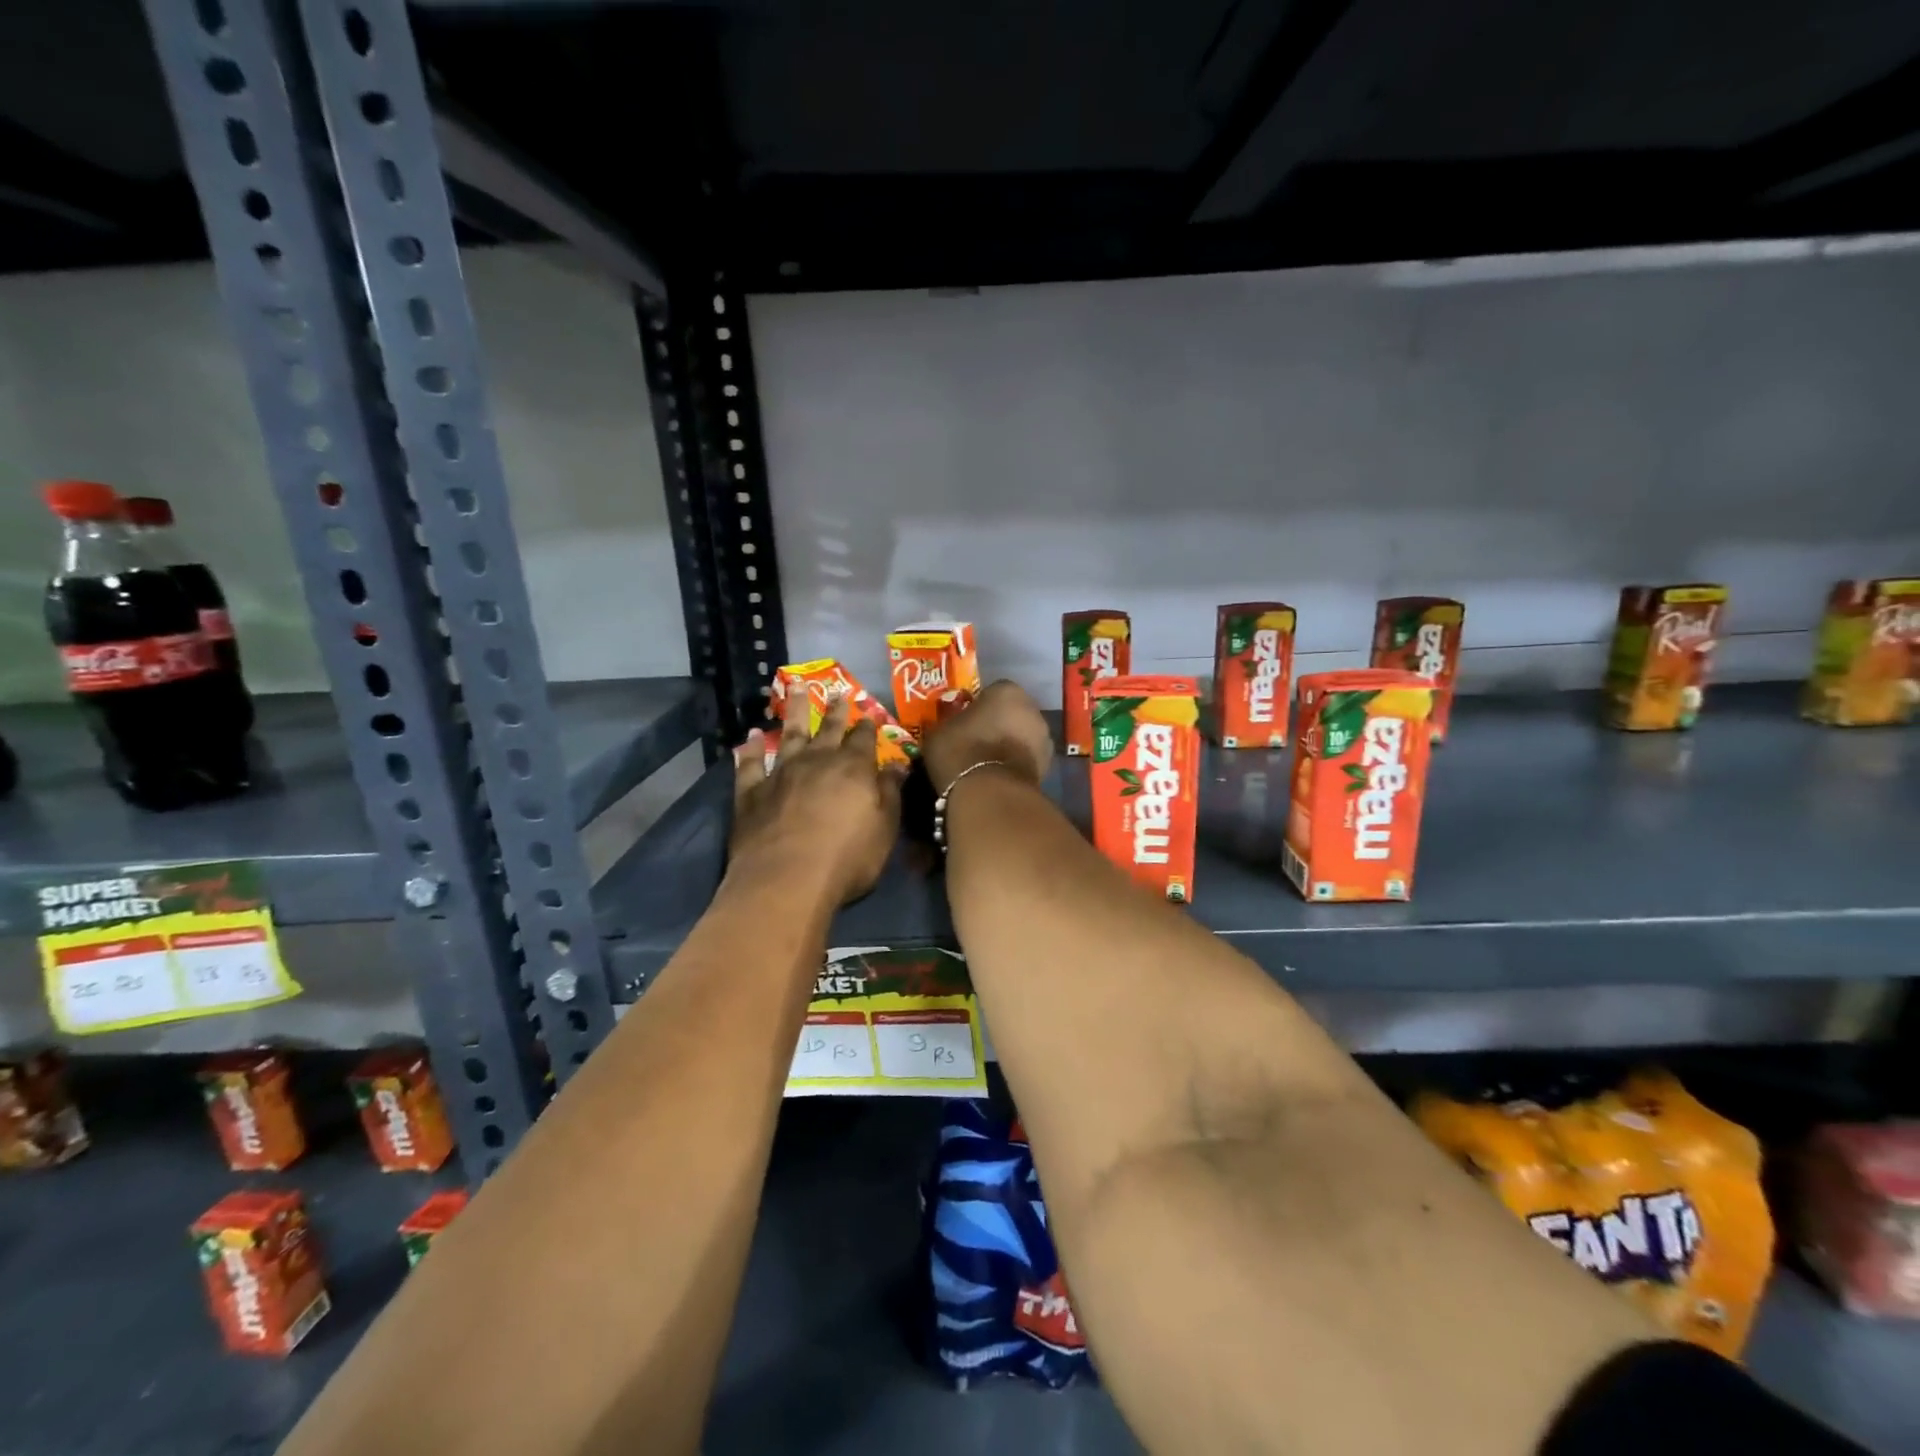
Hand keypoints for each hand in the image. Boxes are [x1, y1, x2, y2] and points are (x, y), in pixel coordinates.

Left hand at [731, 695, 902, 905]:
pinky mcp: (751, 793)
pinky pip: (750, 764)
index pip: (863, 739)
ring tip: (796, 688)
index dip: (867, 727)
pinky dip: (751, 749)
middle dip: (835, 711)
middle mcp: (816, 761)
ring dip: (794, 711)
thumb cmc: (847, 858)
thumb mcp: (884, 828)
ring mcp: (781, 773)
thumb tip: (897, 765)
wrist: (786, 880)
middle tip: (838, 692)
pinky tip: (752, 736)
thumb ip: (889, 793)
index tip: (869, 715)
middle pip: (827, 729)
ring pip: (789, 734)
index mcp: (852, 768)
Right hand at [921, 680, 1052, 794]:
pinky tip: (997, 777)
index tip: (966, 722)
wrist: (989, 793)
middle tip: (977, 742)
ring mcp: (1044, 739)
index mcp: (1007, 691)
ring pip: (1022, 737)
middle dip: (999, 725)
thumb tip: (952, 726)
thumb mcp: (940, 731)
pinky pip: (1026, 759)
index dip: (978, 707)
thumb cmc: (962, 751)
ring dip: (1010, 746)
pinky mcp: (1047, 767)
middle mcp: (1032, 709)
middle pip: (1012, 713)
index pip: (992, 692)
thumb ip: (951, 722)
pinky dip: (1015, 765)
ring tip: (986, 763)